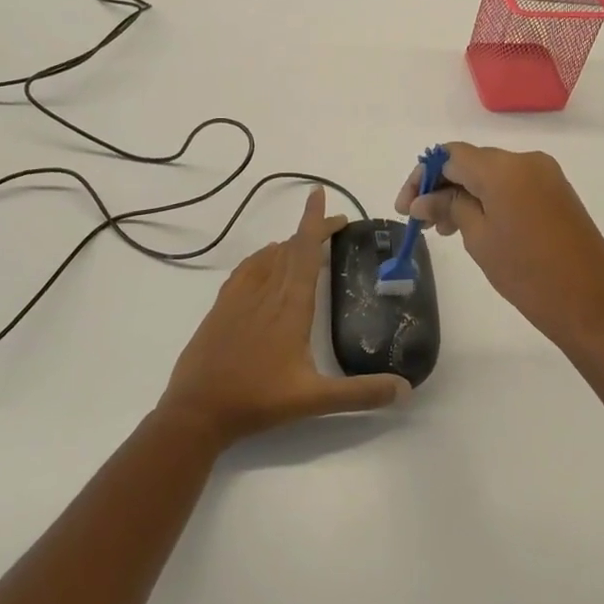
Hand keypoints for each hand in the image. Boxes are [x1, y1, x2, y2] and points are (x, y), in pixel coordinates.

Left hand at [158, 187, 410, 447]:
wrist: (196, 410)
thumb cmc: (258, 400)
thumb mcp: (315, 400)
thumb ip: (361, 393)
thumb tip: (406, 389)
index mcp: (290, 304)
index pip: (305, 250)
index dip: (315, 221)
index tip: (320, 194)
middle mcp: (266, 291)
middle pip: (291, 247)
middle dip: (313, 230)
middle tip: (337, 227)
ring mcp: (240, 296)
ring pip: (269, 256)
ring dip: (290, 244)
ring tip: (308, 246)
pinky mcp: (222, 306)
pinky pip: (248, 268)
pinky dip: (264, 257)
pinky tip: (267, 265)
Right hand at [397, 143, 603, 351]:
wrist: (592, 304)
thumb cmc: (528, 273)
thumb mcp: (479, 239)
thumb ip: (450, 208)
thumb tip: (423, 199)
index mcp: (503, 168)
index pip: (450, 156)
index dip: (422, 176)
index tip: (406, 208)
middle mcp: (526, 160)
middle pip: (471, 162)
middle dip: (442, 187)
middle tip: (422, 223)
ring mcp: (546, 176)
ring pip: (492, 174)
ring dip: (464, 194)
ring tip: (446, 231)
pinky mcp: (557, 193)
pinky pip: (513, 185)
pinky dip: (489, 199)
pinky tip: (476, 227)